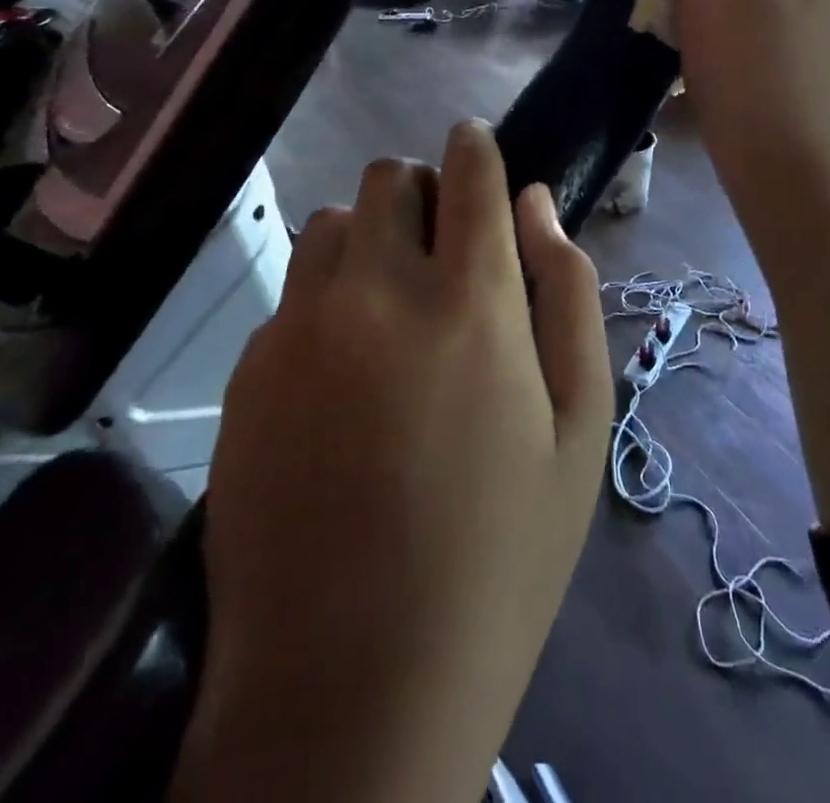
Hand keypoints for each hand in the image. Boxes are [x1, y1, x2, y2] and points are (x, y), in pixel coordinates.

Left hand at [179, 120, 610, 802]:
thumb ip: (568, 296)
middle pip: (389, 177)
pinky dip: (326, 297)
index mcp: (468, 301)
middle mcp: (376, 290)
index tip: (476, 144)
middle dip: (422, 192)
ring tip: (391, 306)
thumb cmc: (497, 556)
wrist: (349, 685)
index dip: (474, 144)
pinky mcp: (250, 369)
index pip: (467, 172)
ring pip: (334, 222)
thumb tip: (537, 205)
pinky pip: (294, 291)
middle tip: (442, 250)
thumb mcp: (579, 430)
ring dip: (371, 238)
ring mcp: (300, 325)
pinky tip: (340, 373)